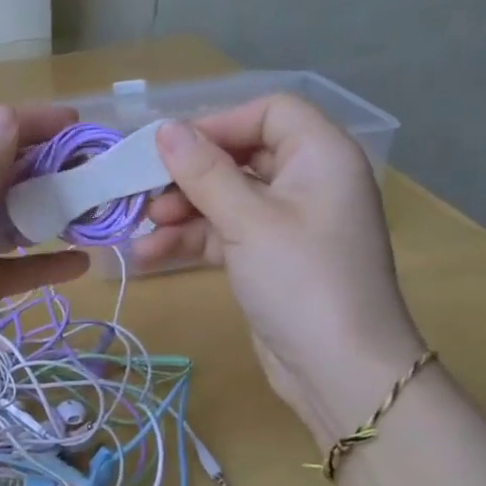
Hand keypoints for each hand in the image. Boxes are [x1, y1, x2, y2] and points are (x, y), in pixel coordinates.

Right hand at [133, 95, 425, 442]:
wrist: (341, 373)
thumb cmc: (302, 281)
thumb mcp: (248, 221)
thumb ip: (204, 172)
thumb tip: (164, 129)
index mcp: (321, 157)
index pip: (270, 112)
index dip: (219, 123)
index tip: (172, 147)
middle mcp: (308, 181)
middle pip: (240, 156)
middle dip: (189, 174)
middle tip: (145, 191)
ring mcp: (289, 223)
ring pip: (226, 198)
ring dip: (182, 211)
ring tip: (144, 229)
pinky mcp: (270, 258)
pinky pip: (225, 233)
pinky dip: (191, 240)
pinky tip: (149, 255)